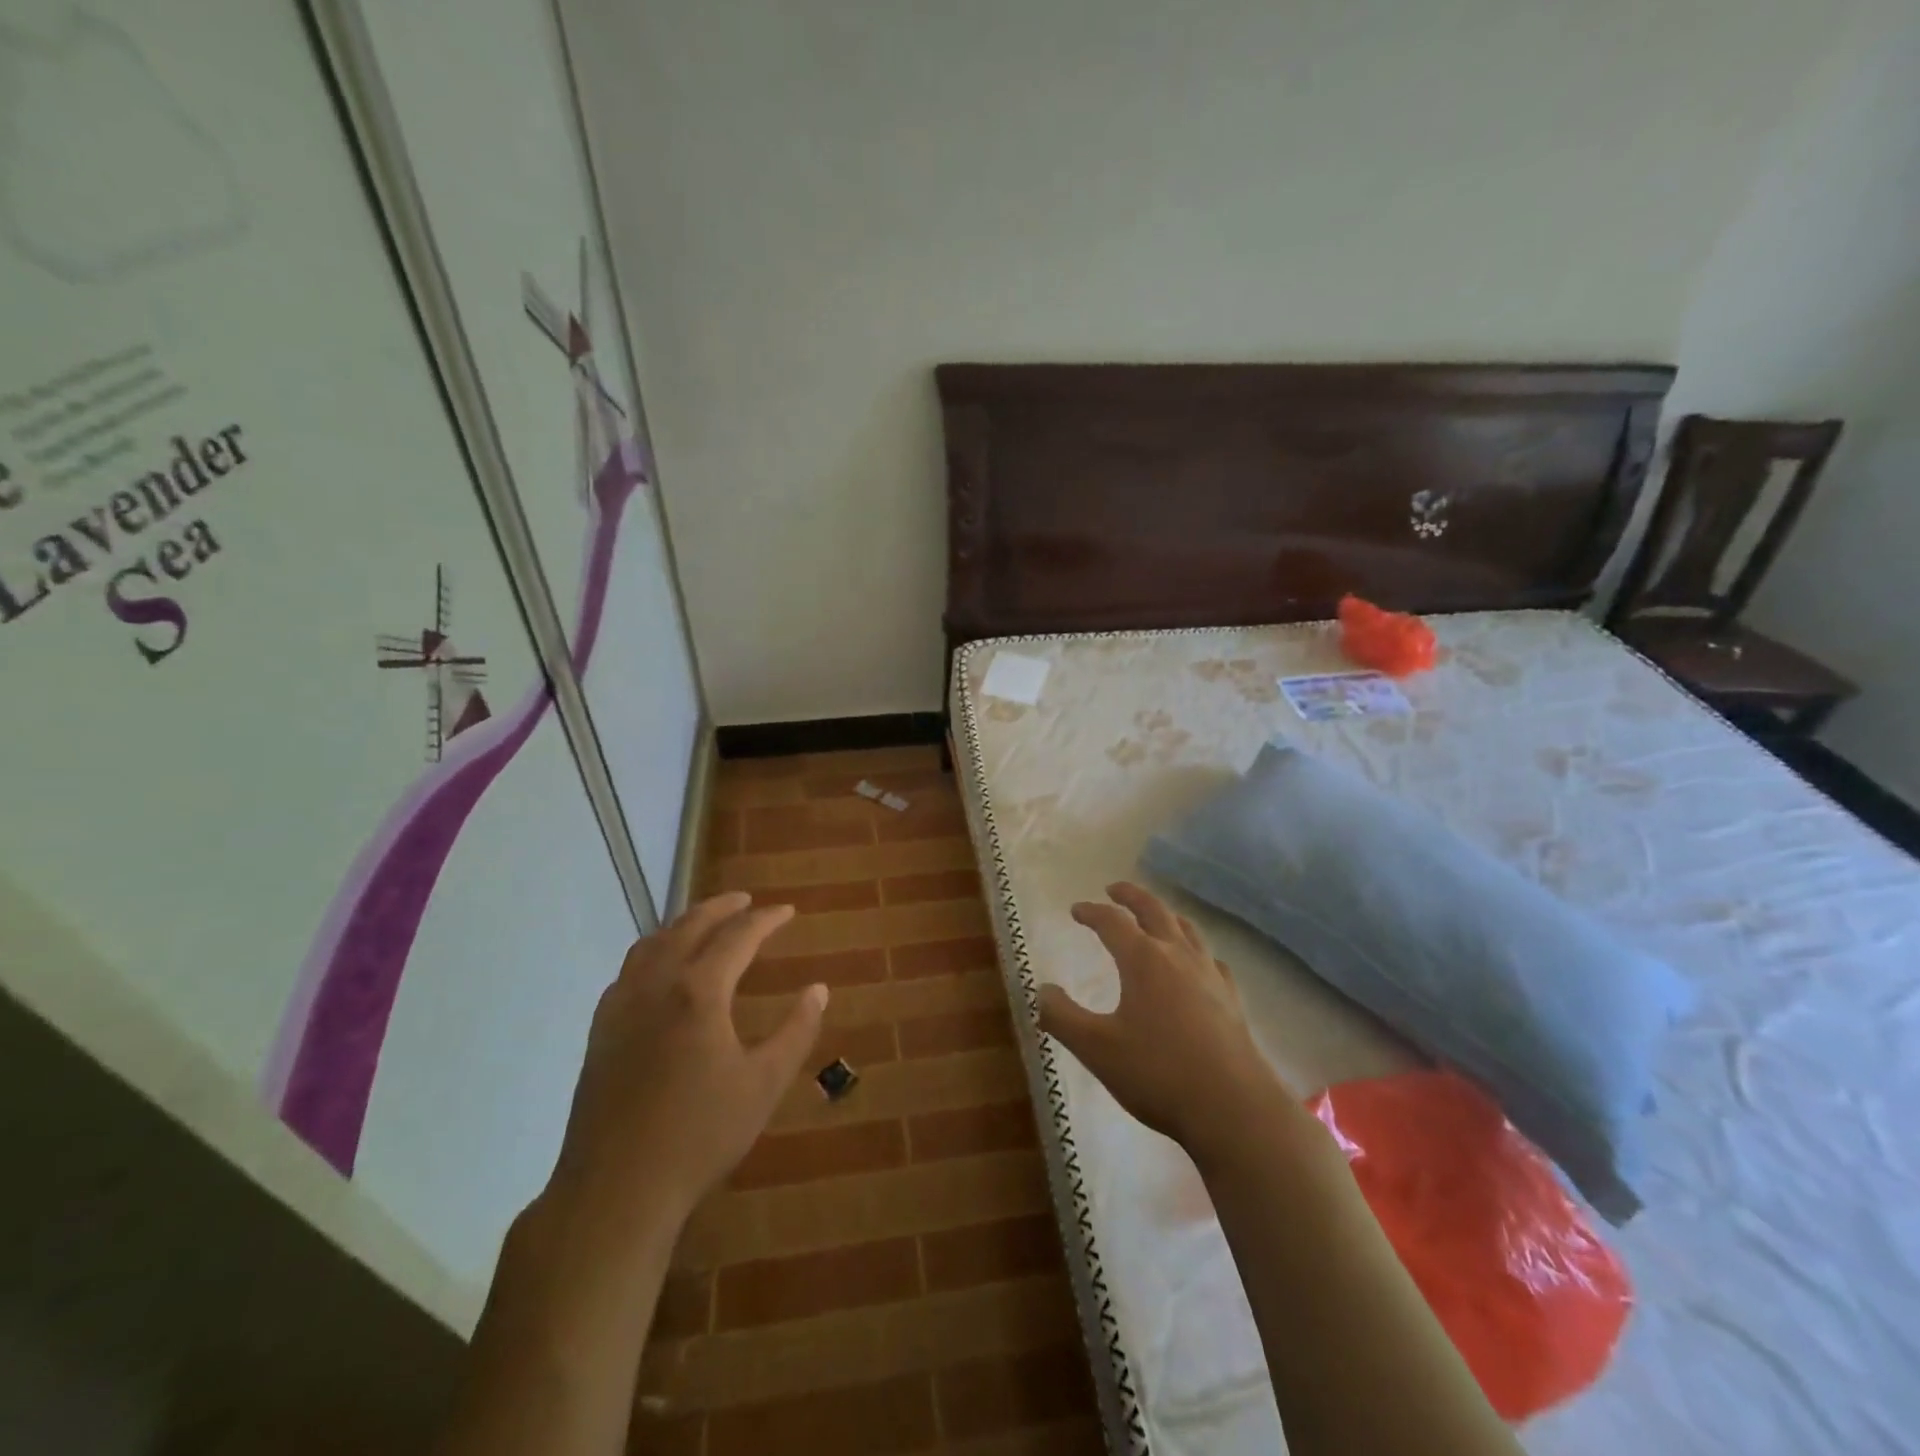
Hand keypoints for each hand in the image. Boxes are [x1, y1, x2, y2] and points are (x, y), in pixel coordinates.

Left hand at [550, 892, 824, 1223]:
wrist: (616, 1190)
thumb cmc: (700, 1136)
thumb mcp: (764, 1085)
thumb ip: (796, 1031)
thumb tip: (819, 989)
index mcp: (698, 992)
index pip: (738, 936)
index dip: (766, 919)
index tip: (788, 911)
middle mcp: (657, 985)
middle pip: (690, 926)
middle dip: (722, 907)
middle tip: (746, 900)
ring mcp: (621, 1006)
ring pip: (652, 943)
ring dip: (683, 924)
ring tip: (705, 924)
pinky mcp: (601, 1031)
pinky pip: (628, 971)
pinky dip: (652, 953)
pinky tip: (660, 971)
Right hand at [1038, 883, 1280, 1162]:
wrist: (1234, 1108)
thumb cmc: (1158, 1073)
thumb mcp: (1096, 1049)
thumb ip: (1062, 1017)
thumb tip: (1043, 991)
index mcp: (1143, 959)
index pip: (1112, 922)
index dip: (1091, 912)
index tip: (1076, 910)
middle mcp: (1178, 956)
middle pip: (1154, 911)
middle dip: (1131, 896)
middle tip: (1114, 889)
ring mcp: (1209, 975)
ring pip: (1186, 930)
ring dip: (1165, 915)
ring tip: (1155, 916)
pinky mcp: (1231, 999)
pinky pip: (1210, 960)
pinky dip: (1195, 950)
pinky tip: (1197, 965)